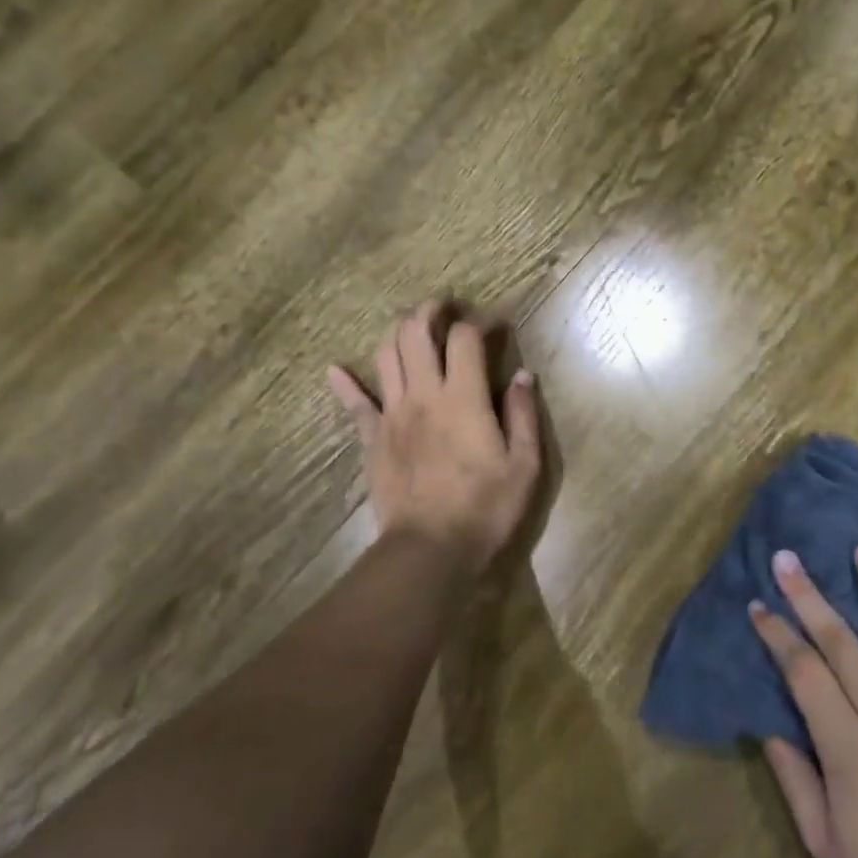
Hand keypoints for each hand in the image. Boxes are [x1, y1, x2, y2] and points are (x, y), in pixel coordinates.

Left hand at [327, 302, 541, 569]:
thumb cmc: (485, 508)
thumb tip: (523, 375)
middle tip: (443, 307)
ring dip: (397, 334)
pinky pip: (354, 405)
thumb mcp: (523, 465)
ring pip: (385, 356)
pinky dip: (345, 384)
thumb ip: (522, 415)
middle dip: (429, 311)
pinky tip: (334, 370)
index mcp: (463, 398)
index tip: (495, 323)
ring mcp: (392, 415)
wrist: (430, 550)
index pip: (464, 338)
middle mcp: (423, 395)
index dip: (479, 321)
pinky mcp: (372, 440)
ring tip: (410, 329)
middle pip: (415, 333)